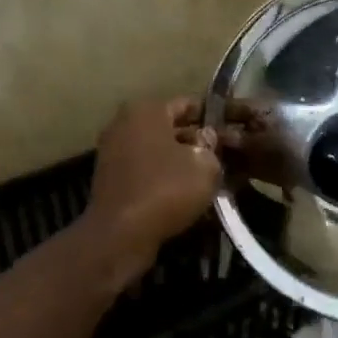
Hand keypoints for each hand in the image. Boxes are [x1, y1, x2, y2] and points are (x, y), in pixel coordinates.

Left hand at [84, 98, 223, 275]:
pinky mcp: (109, 177)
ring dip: (178, 160)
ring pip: (156, 149)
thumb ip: (211, 147)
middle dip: (194, 140)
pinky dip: (161, 175)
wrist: (121, 233)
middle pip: (169, 127)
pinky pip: (144, 168)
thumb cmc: (167, 189)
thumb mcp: (206, 166)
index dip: (211, 117)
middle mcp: (124, 123)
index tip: (228, 132)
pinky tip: (181, 191)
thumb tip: (207, 138)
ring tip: (204, 176)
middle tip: (220, 156)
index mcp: (147, 110)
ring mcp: (112, 150)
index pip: (188, 104)